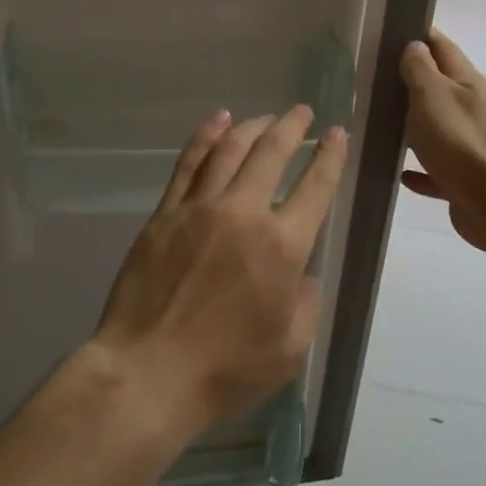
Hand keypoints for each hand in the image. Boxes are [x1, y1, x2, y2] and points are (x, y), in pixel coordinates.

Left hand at [87, 105, 347, 439]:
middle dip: (293, 127)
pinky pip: (188, 164)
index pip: (316, 186)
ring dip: (252, 126)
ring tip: (266, 116)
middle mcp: (244, 214)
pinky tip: (217, 121)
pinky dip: (206, 137)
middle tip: (303, 112)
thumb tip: (302, 273)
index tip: (337, 134)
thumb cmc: (226, 370)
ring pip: (230, 150)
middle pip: (272, 153)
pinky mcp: (165, 214)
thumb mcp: (290, 349)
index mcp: (283, 247)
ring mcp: (200, 209)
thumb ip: (306, 302)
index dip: (331, 156)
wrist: (148, 372)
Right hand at [399, 29, 485, 270]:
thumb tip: (415, 45)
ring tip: (379, 122)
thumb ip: (420, 69)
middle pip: (439, 88)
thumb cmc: (458, 140)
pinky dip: (419, 167)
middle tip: (373, 78)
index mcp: (467, 83)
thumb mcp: (431, 94)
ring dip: (413, 125)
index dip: (419, 36)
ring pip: (436, 127)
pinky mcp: (462, 178)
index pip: (442, 47)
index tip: (390, 31)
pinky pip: (435, 167)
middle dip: (411, 81)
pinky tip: (401, 171)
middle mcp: (471, 109)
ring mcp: (469, 145)